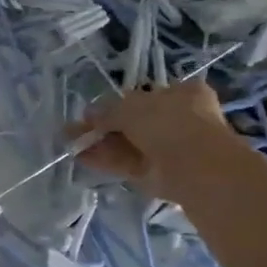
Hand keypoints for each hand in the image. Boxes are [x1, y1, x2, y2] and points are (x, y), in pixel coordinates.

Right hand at [71, 82, 240, 202]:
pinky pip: (127, 162)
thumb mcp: (130, 107)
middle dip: (104, 125)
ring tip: (71, 143)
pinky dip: (105, 160)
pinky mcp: (159, 172)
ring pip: (128, 143)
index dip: (117, 103)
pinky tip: (81, 157)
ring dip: (100, 143)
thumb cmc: (168, 123)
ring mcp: (170, 148)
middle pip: (134, 121)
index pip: (146, 96)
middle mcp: (178, 120)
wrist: (195, 167)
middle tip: (76, 129)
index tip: (93, 111)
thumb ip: (107, 111)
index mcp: (182, 94)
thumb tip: (89, 114)